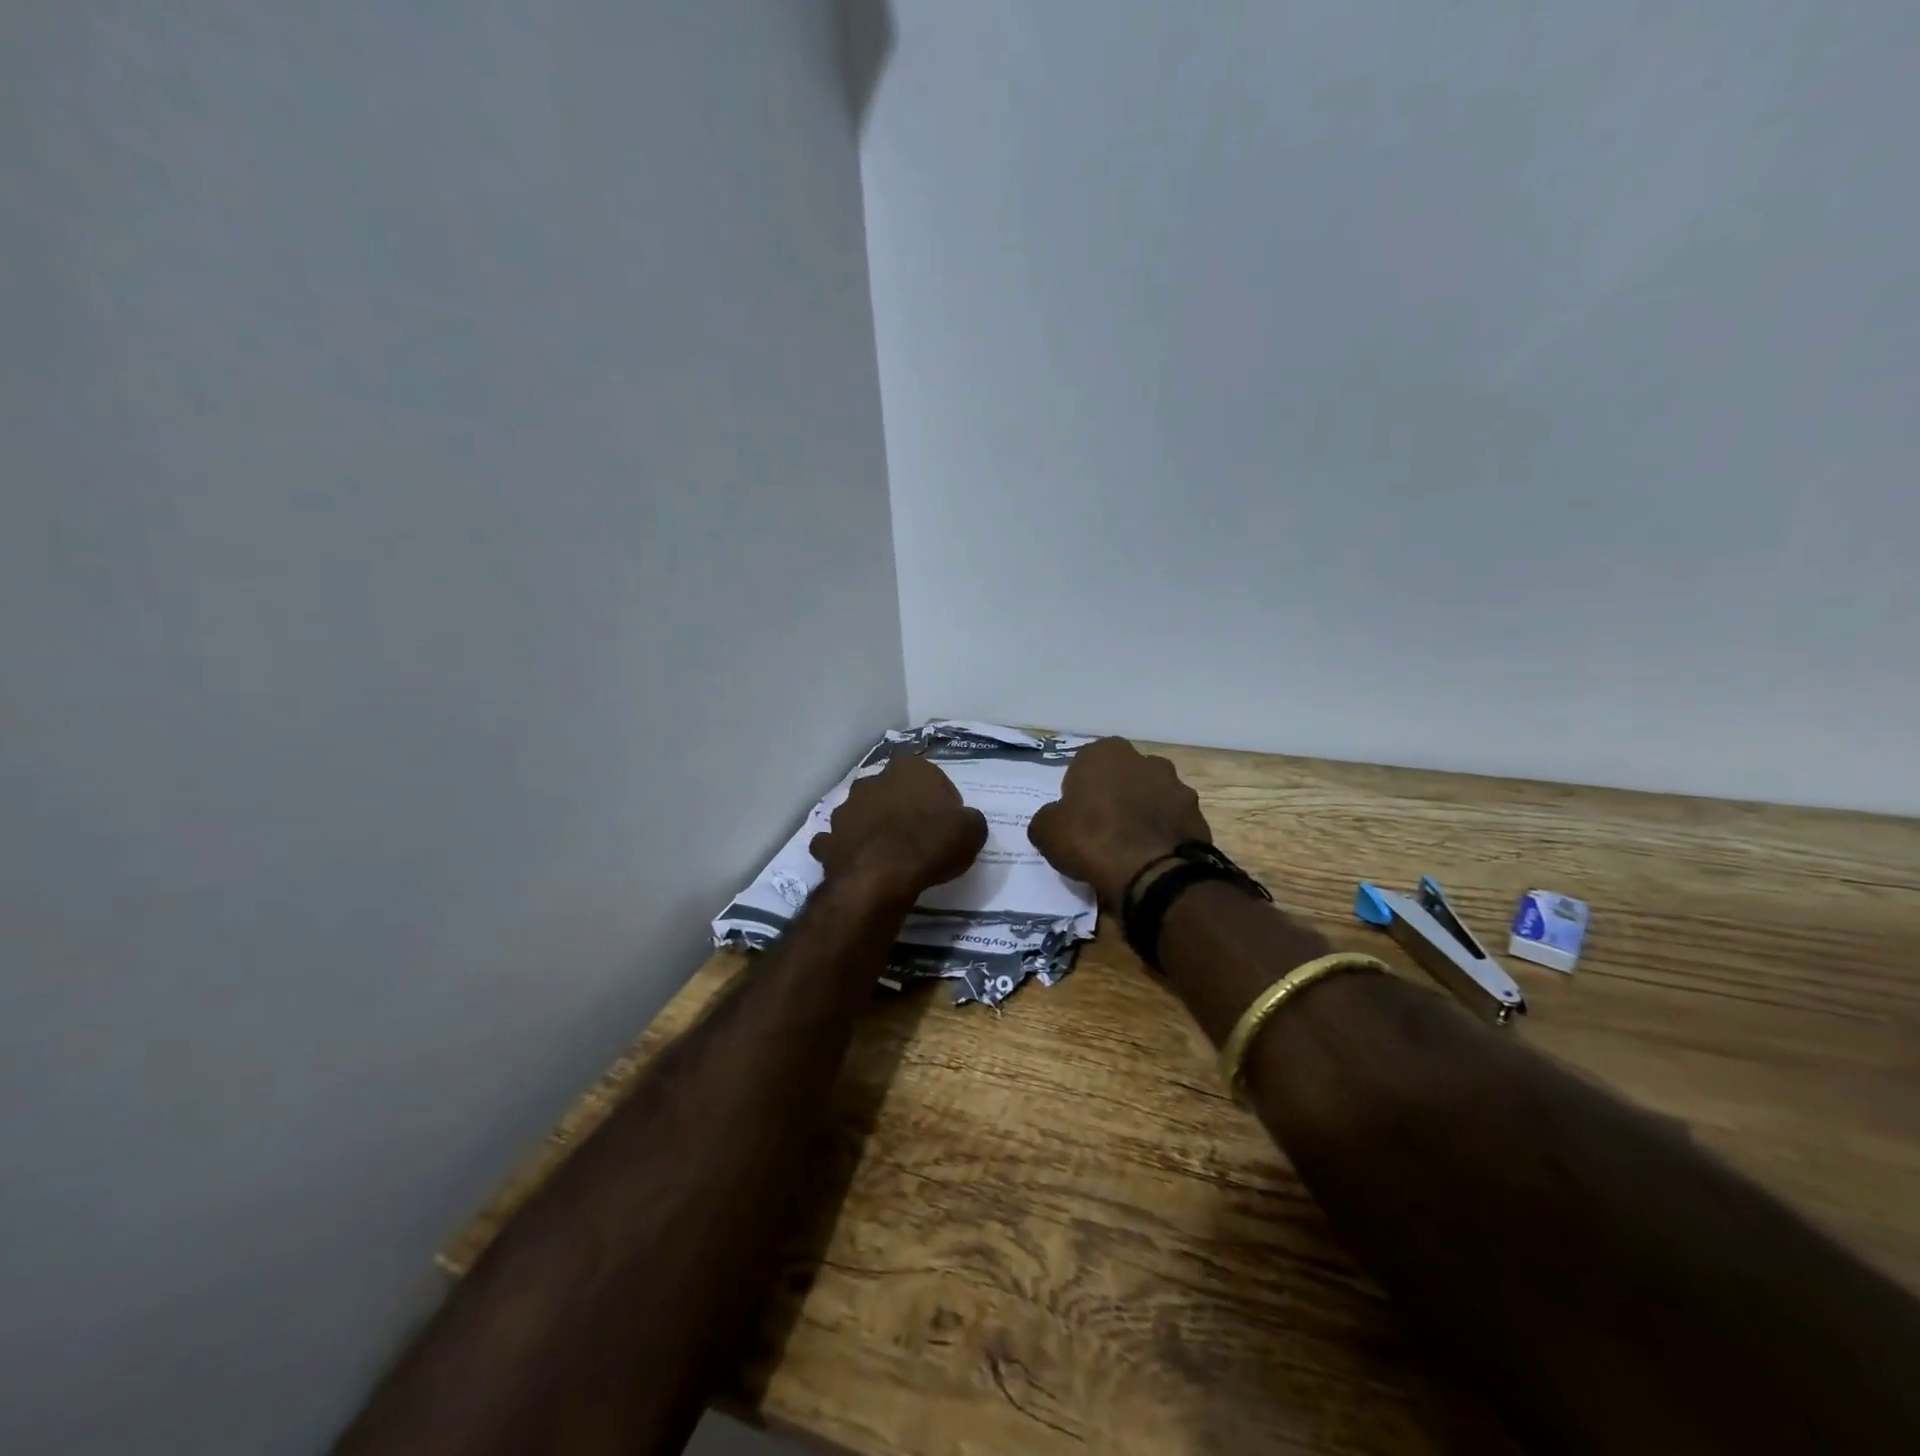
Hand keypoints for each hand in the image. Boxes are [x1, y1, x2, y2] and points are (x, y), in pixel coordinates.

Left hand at [810, 753, 987, 905]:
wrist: (880, 879)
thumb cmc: (930, 844)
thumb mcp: (972, 830)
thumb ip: (968, 820)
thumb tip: (962, 823)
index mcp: (908, 768)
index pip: (928, 776)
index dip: (939, 800)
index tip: (946, 822)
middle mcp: (872, 781)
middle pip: (891, 791)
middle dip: (901, 808)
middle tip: (919, 836)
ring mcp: (844, 810)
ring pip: (861, 814)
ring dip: (871, 827)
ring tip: (889, 854)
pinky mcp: (827, 840)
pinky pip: (838, 843)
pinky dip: (847, 851)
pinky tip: (860, 866)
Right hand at [1027, 737, 1211, 910]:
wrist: (1153, 873)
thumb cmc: (1092, 840)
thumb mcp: (1047, 831)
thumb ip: (1048, 818)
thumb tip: (1054, 820)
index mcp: (1106, 752)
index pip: (1085, 765)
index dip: (1079, 790)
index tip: (1076, 815)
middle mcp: (1145, 760)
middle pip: (1123, 777)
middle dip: (1115, 796)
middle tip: (1102, 829)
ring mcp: (1177, 786)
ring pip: (1151, 796)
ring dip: (1142, 813)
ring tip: (1130, 847)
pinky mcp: (1198, 815)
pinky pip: (1172, 821)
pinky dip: (1163, 833)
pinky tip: (1152, 857)